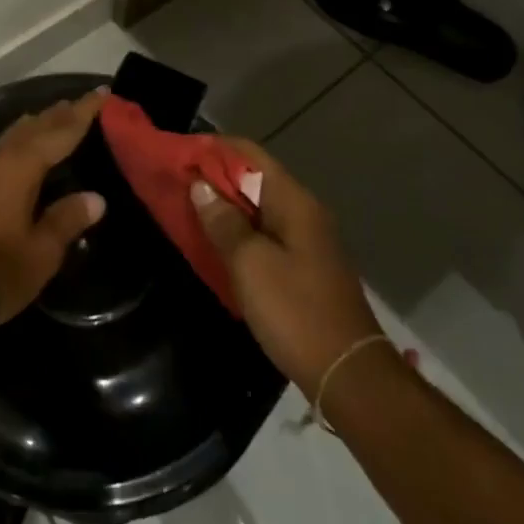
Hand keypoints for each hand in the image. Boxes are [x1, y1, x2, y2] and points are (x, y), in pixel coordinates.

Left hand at [0, 90, 106, 322]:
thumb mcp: (41, 253)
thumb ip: (67, 219)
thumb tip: (95, 198)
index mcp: (19, 166)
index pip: (60, 130)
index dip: (83, 111)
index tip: (101, 92)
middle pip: (30, 127)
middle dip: (56, 115)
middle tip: (76, 105)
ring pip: (6, 139)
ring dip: (30, 130)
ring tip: (47, 125)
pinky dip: (9, 151)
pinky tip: (11, 161)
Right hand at [190, 139, 393, 398]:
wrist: (348, 374)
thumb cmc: (295, 311)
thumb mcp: (250, 264)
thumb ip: (223, 221)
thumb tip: (200, 185)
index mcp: (294, 201)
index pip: (250, 154)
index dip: (214, 149)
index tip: (178, 154)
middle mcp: (304, 212)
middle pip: (254, 178)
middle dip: (215, 178)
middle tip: (175, 183)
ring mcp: (307, 240)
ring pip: (258, 208)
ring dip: (224, 206)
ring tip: (187, 209)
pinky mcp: (304, 266)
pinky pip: (264, 234)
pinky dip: (238, 231)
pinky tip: (215, 243)